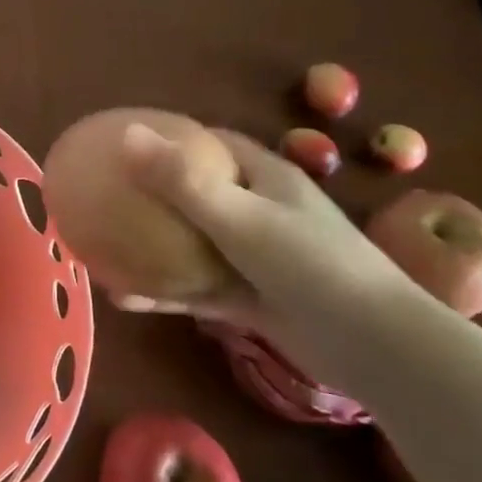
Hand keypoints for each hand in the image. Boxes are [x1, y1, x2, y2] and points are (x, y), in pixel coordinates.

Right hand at [117, 123, 427, 367]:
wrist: (376, 348)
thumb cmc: (310, 265)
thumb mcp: (240, 217)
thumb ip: (181, 180)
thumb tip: (125, 133)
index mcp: (264, 176)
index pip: (212, 143)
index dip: (170, 138)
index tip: (124, 142)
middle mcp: (258, 210)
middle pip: (196, 191)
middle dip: (152, 193)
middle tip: (104, 194)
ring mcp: (254, 257)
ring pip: (191, 243)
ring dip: (153, 245)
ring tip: (104, 246)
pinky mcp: (250, 299)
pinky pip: (196, 287)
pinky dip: (164, 291)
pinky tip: (124, 299)